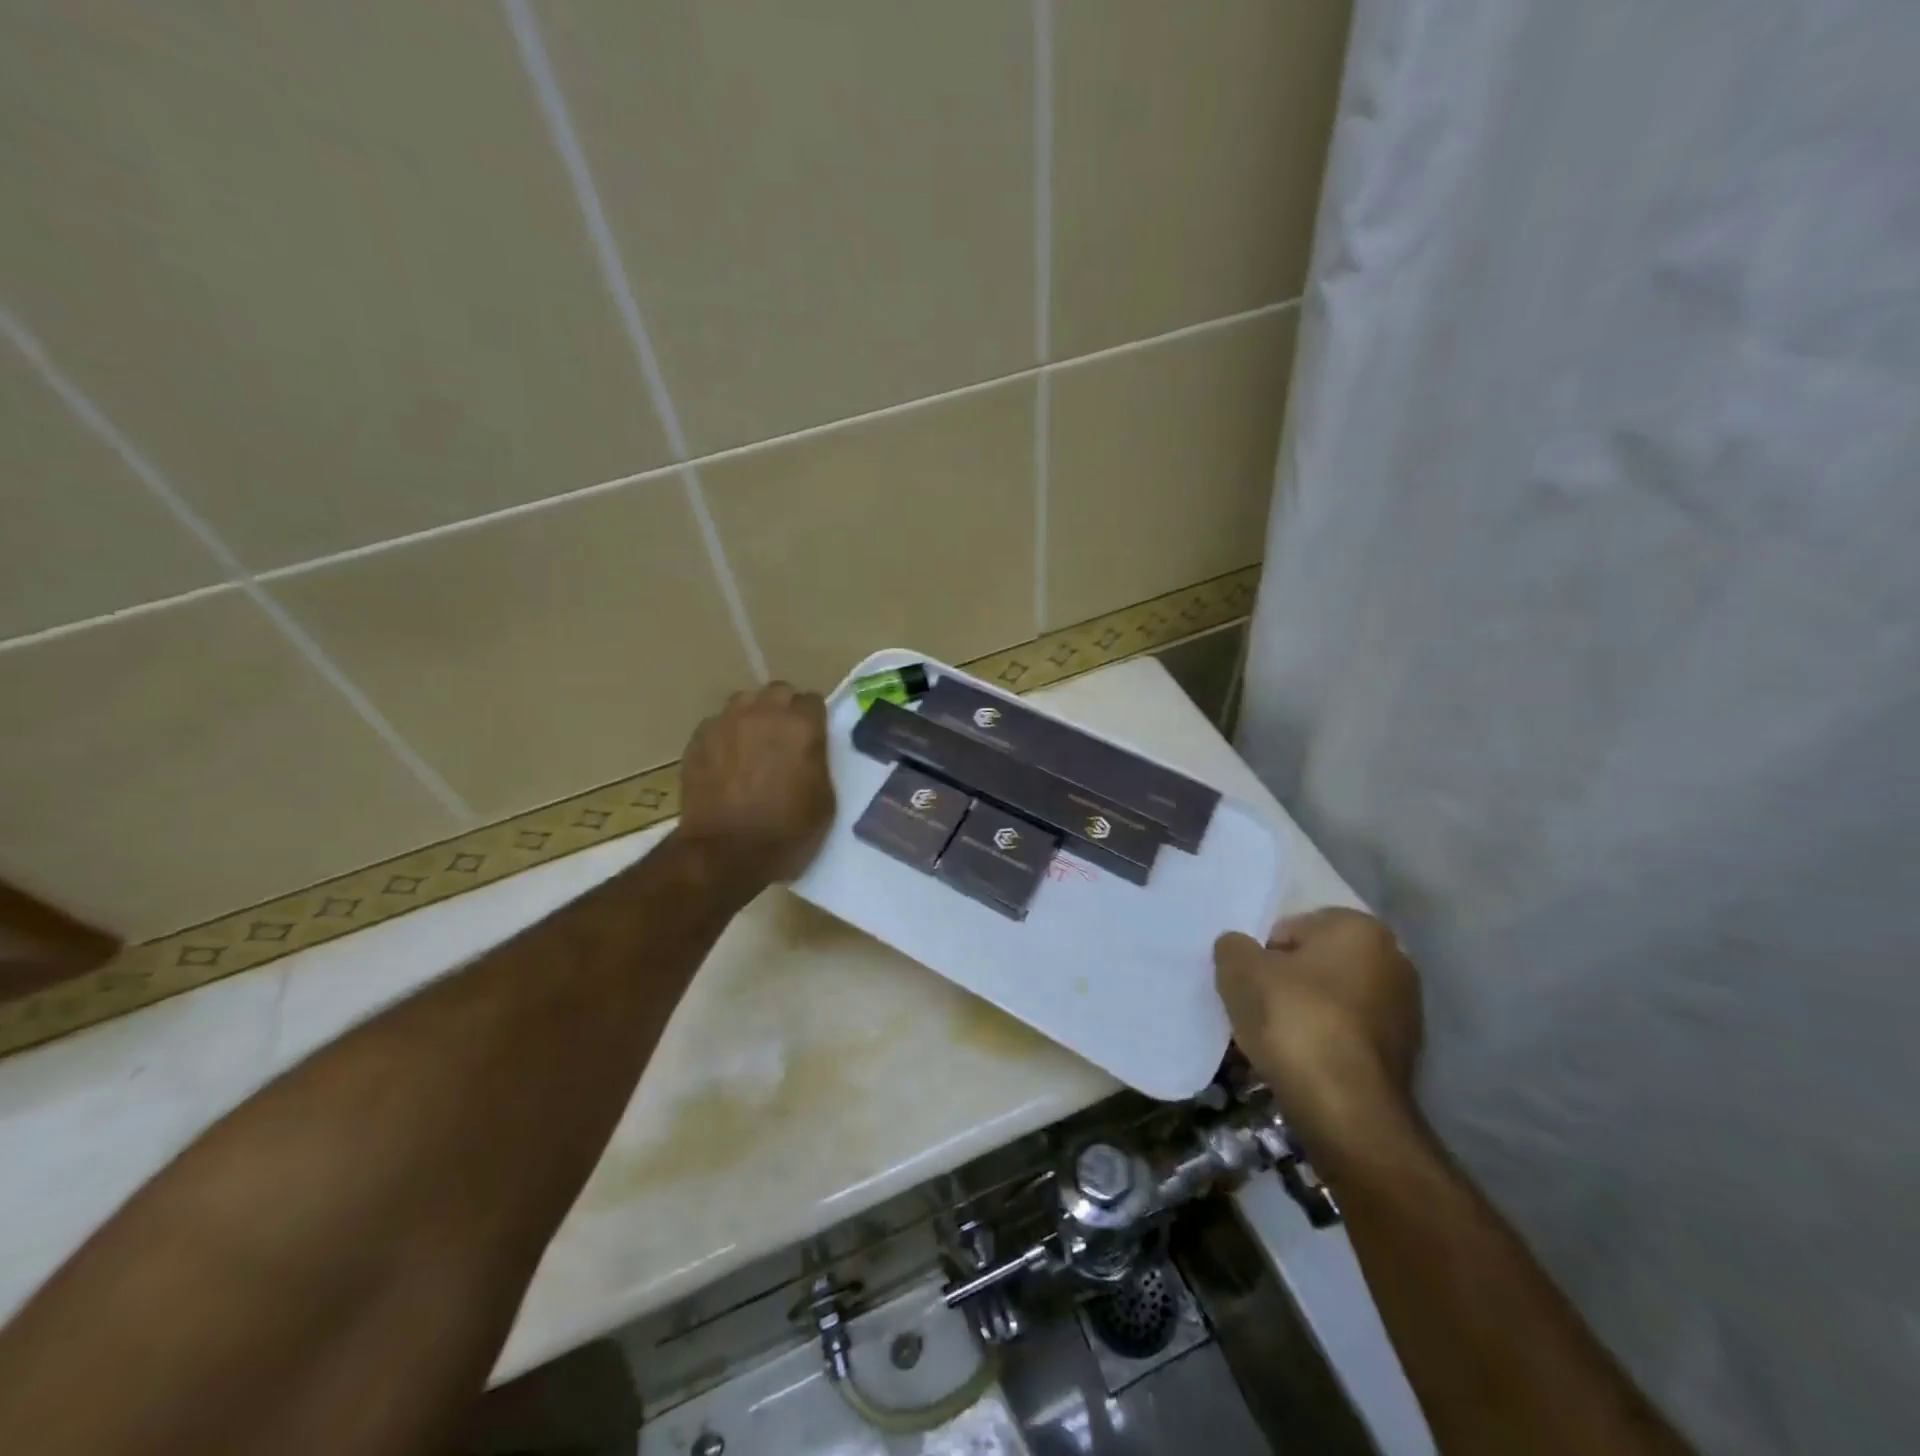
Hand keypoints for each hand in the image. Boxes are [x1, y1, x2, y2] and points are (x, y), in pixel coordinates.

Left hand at [678, 682, 834, 892]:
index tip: (813, 738)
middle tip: (784, 738)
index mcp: (801, 726)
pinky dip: (725, 736)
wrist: (725, 852)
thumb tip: (808, 750)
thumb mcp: (824, 800)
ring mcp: (725, 723)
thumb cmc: (786, 831)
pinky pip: (716, 724)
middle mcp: (763, 713)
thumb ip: (818, 762)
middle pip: (778, 691)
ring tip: (752, 744)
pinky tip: (726, 761)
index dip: (814, 719)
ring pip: (743, 702)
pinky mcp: (698, 740)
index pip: (813, 701)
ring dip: (753, 716)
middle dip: (784, 709)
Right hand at [1214, 908, 1421, 1155]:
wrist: (1347, 1108)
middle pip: (1316, 964)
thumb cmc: (1294, 1019)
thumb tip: (1239, 949)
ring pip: (1333, 1000)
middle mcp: (1393, 959)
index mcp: (1358, 927)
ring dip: (1306, 1014)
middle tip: (1258, 1010)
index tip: (1250, 986)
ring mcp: (1406, 1008)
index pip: (1290, 929)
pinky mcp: (1408, 1054)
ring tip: (1277, 1042)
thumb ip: (1233, 947)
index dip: (1262, 956)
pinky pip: (1349, 1034)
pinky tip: (1303, 1063)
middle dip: (1287, 983)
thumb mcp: (1239, 970)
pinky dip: (1326, 1042)